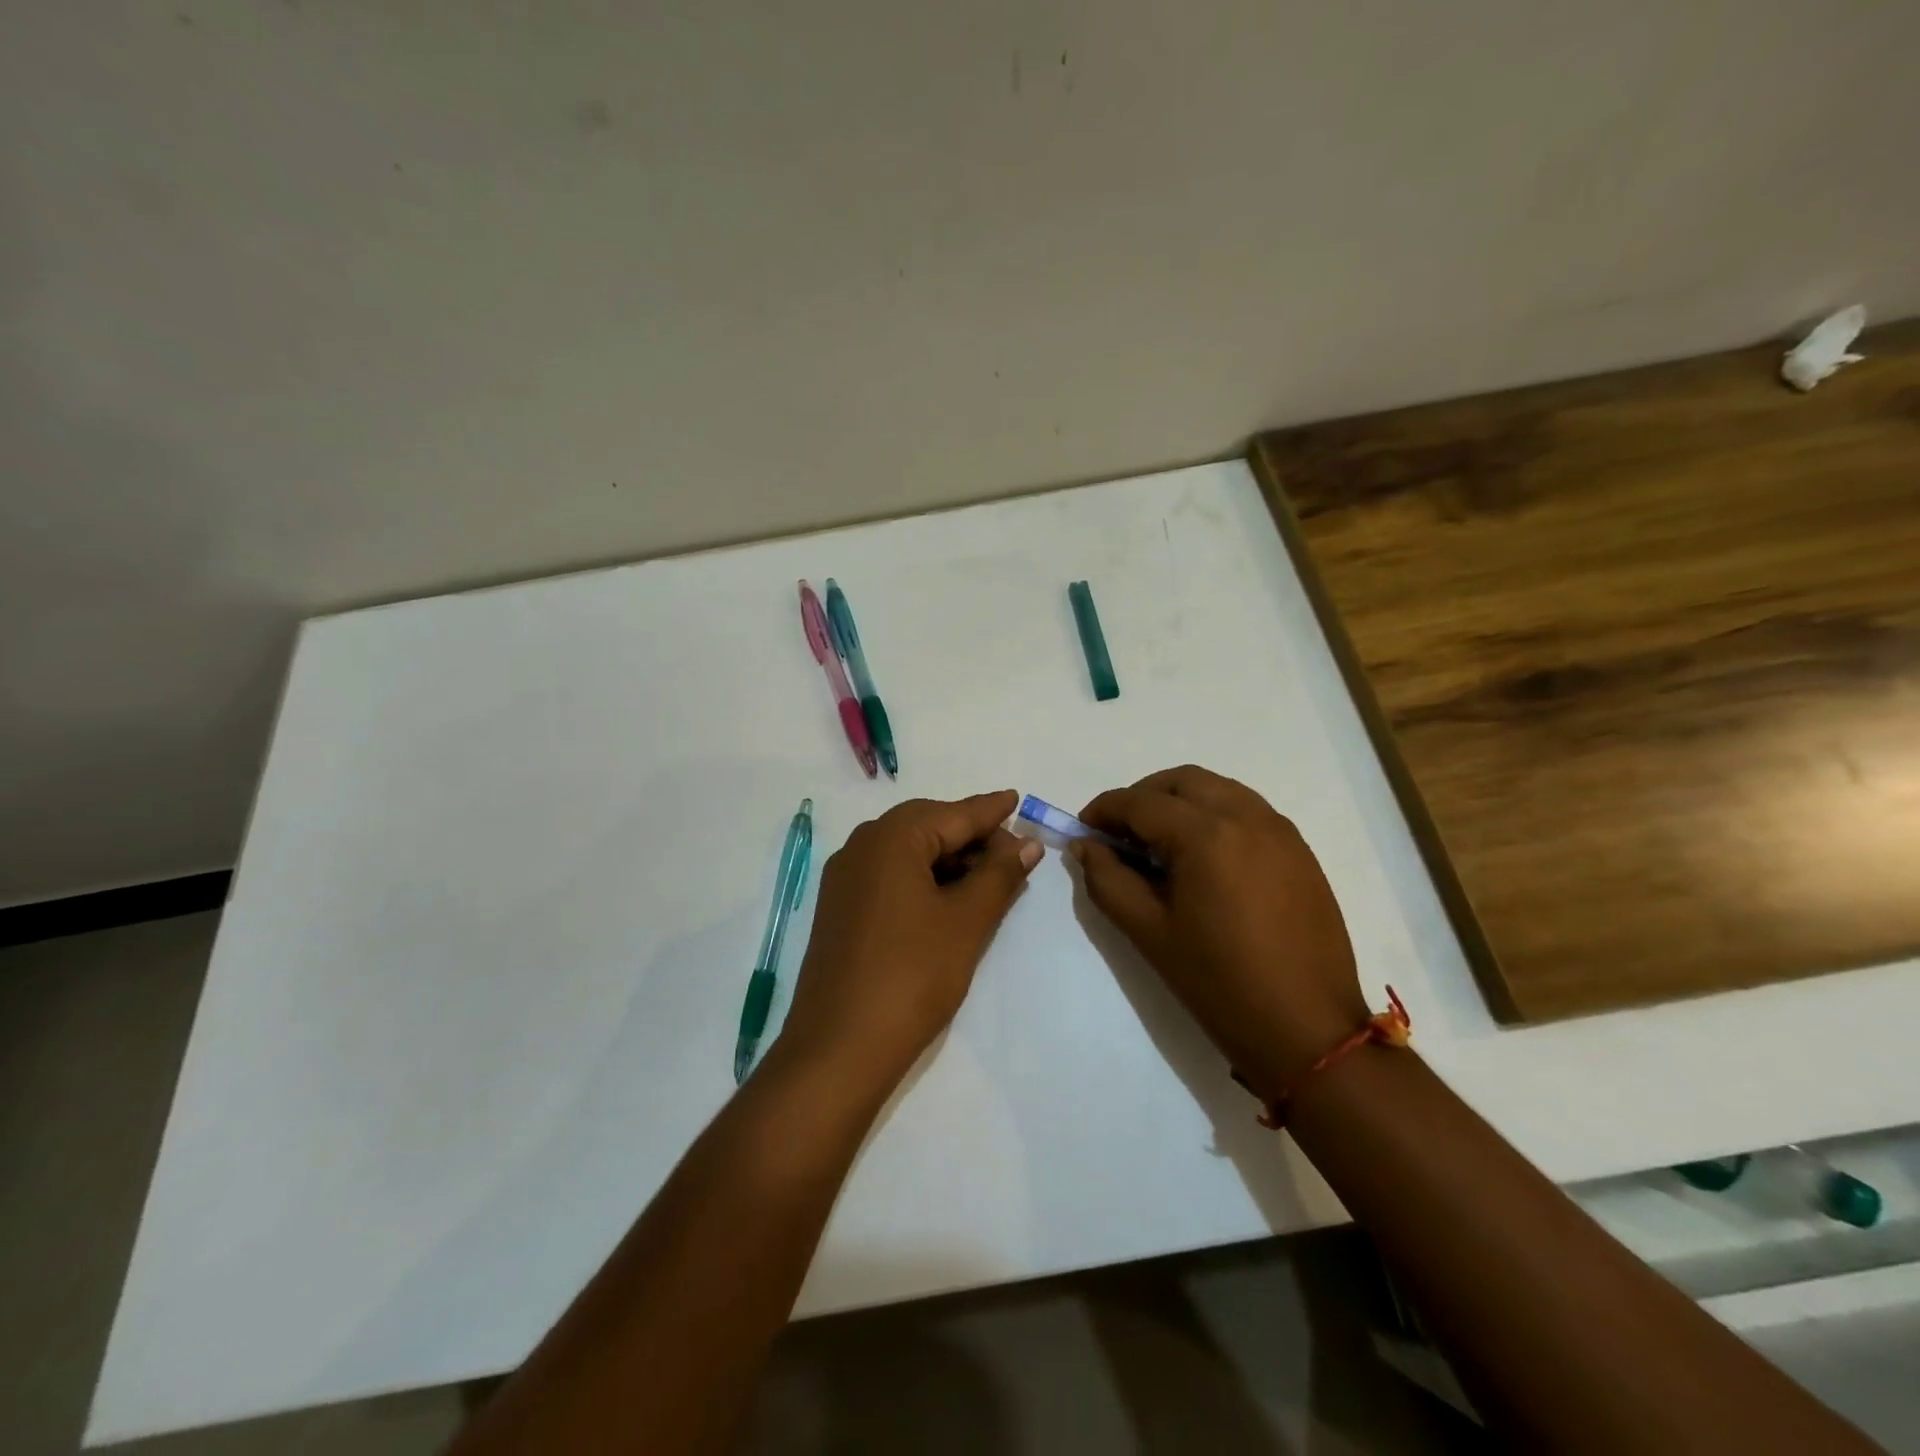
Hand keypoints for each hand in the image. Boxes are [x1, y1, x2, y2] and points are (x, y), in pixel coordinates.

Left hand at [776, 791, 1042, 1095]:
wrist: (839, 1048)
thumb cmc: (912, 976)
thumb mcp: (966, 922)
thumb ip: (999, 875)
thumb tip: (1026, 844)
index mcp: (891, 838)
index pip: (953, 813)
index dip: (990, 810)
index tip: (1017, 798)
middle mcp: (862, 846)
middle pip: (927, 826)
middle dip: (970, 836)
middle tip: (1012, 853)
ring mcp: (845, 878)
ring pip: (908, 852)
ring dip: (949, 859)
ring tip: (988, 879)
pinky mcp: (841, 908)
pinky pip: (890, 875)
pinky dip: (923, 878)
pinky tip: (949, 899)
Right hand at [1076, 766, 1368, 1101]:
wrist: (1306, 1030)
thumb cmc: (1218, 983)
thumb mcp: (1148, 932)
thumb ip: (1107, 879)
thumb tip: (1085, 845)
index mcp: (1207, 835)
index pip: (1141, 802)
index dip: (1104, 809)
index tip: (1082, 829)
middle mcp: (1247, 817)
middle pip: (1181, 781)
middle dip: (1142, 797)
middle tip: (1119, 834)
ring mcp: (1279, 830)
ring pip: (1218, 789)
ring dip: (1179, 800)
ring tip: (1159, 843)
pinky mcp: (1299, 850)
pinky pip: (1247, 810)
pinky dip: (1214, 814)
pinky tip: (1202, 856)